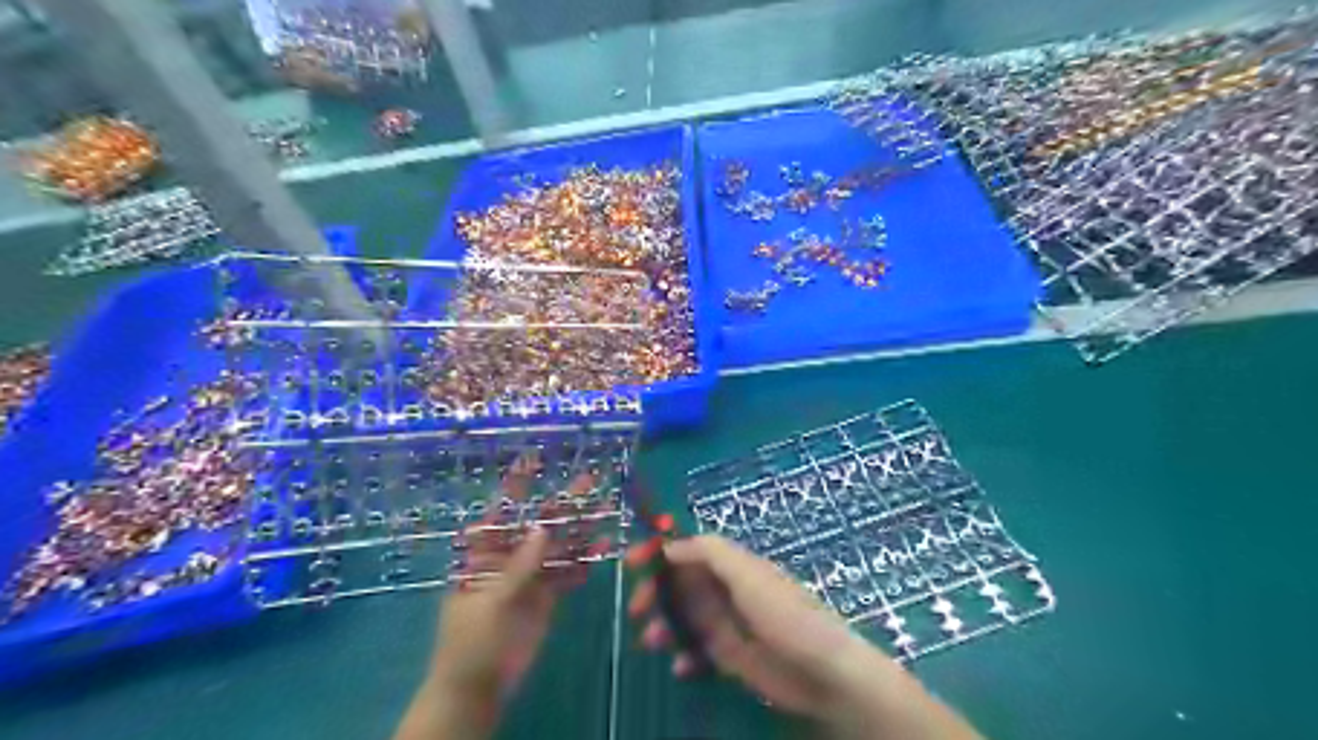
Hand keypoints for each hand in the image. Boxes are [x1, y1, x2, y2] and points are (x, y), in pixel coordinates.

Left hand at [397, 458, 605, 739]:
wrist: (480, 687)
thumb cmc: (472, 641)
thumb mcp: (492, 602)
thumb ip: (519, 566)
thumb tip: (543, 528)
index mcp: (486, 553)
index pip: (502, 511)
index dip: (517, 485)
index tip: (534, 459)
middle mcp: (510, 556)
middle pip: (539, 524)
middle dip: (564, 503)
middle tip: (591, 481)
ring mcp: (530, 575)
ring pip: (558, 546)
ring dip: (581, 530)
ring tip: (606, 511)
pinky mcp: (545, 594)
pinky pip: (567, 572)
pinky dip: (583, 563)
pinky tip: (604, 550)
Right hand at [624, 538, 977, 738]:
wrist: (821, 671)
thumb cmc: (784, 613)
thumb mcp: (747, 573)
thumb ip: (710, 553)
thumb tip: (670, 544)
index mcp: (730, 564)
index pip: (688, 548)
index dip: (660, 551)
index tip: (632, 561)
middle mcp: (724, 589)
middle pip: (679, 583)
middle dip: (654, 592)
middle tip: (637, 608)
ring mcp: (726, 623)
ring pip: (681, 617)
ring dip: (663, 625)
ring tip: (654, 641)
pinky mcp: (728, 656)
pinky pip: (695, 650)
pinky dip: (683, 656)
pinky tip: (681, 667)